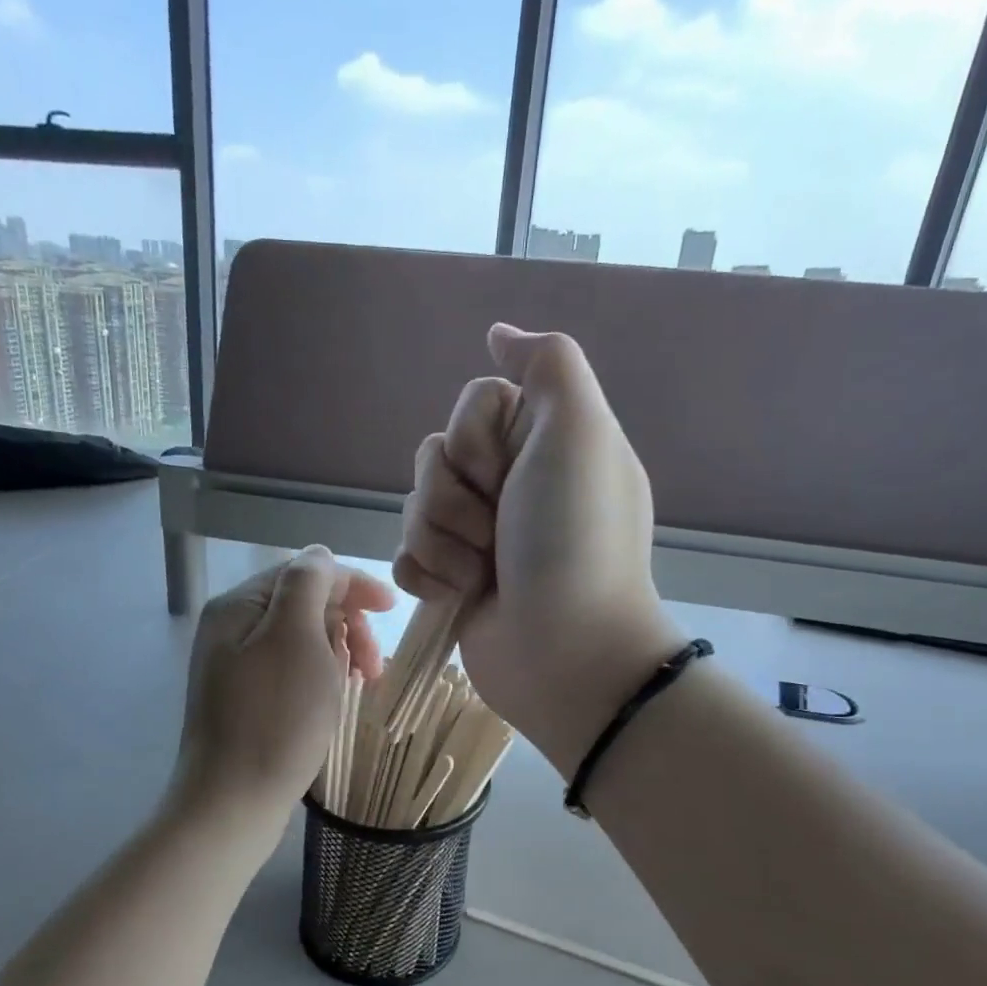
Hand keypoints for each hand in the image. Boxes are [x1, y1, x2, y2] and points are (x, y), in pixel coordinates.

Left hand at [176, 546, 393, 821]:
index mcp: (240, 605)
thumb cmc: (274, 719)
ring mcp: (237, 666)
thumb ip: (308, 585)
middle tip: (373, 668)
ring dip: (339, 653)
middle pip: (306, 606)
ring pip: (304, 640)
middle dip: (347, 626)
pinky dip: (321, 676)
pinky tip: (334, 699)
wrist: (231, 803)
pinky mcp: (247, 700)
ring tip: (358, 685)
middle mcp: (232, 628)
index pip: (307, 573)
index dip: (353, 586)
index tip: (393, 609)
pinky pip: (294, 670)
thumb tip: (320, 555)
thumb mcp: (296, 638)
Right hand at [394, 324, 680, 771]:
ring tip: (481, 577)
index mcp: (542, 444)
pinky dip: (427, 577)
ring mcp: (478, 537)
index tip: (509, 476)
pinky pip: (405, 556)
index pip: (472, 404)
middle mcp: (509, 485)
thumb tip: (500, 333)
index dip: (477, 441)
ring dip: (442, 543)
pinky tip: (458, 598)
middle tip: (498, 535)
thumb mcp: (581, 431)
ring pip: (414, 508)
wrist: (565, 652)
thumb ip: (548, 365)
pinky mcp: (451, 581)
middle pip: (434, 456)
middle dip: (454, 499)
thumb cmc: (575, 541)